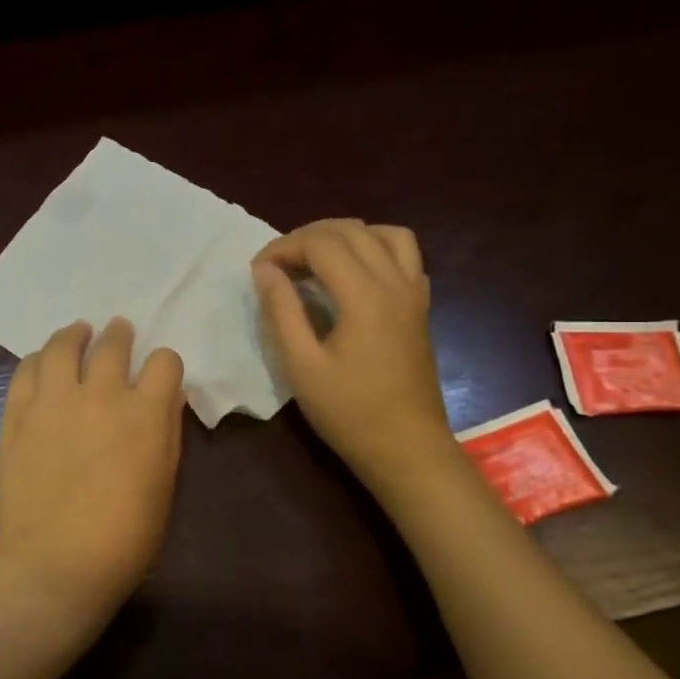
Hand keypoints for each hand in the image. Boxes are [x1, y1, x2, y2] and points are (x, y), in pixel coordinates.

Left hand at [0, 318, 185, 633]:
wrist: (55, 565)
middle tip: (118, 332)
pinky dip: (38, 360)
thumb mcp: (164, 485)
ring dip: (75, 335)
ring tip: (78, 333)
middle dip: (120, 335)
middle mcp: (101, 395)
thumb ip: (166, 434)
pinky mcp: (17, 414)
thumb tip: (164, 400)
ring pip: (64, 345)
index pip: (164, 362)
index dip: (164, 365)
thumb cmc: (124, 539)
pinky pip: (26, 370)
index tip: (159, 375)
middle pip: (113, 344)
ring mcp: (53, 401)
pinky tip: (43, 362)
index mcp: (146, 414)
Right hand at [252, 219, 454, 488]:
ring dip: (345, 235)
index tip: (258, 270)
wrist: (407, 448)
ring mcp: (414, 292)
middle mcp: (395, 282)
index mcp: (365, 296)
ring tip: (316, 259)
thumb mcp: (301, 366)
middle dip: (308, 236)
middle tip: (278, 265)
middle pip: (351, 230)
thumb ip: (281, 311)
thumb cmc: (349, 412)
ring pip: (384, 233)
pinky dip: (374, 248)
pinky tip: (353, 274)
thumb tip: (264, 269)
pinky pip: (404, 254)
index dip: (284, 247)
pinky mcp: (421, 306)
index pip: (322, 243)